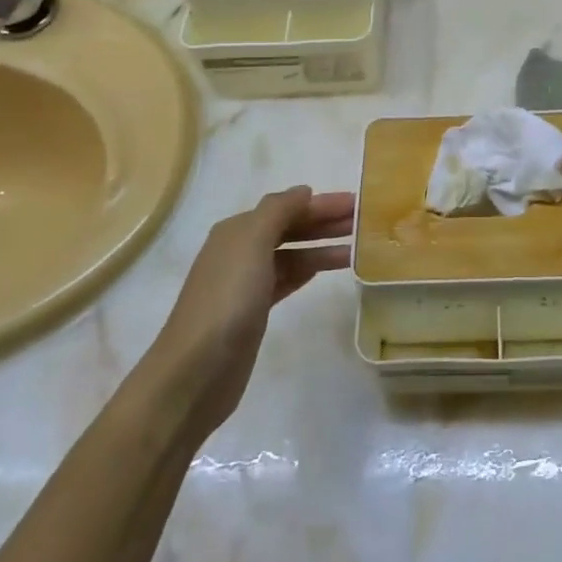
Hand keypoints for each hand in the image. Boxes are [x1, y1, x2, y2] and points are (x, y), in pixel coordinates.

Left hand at [150, 185, 353, 436]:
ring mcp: (246, 283)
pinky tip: (328, 270)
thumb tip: (304, 191)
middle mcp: (240, 251)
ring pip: (292, 254)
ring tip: (358, 248)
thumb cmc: (227, 299)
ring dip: (322, 246)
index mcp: (237, 231)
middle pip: (290, 228)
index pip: (287, 207)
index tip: (359, 203)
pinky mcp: (254, 311)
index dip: (321, 204)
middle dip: (325, 222)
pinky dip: (308, 270)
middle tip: (365, 222)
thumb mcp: (252, 243)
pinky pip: (288, 279)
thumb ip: (278, 211)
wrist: (196, 370)